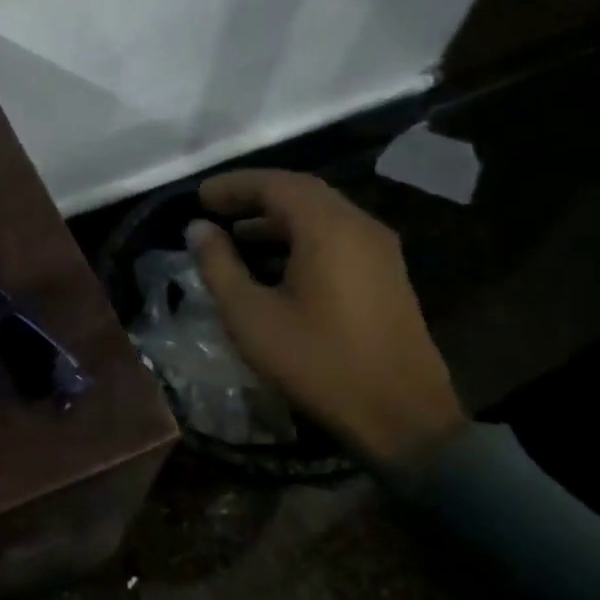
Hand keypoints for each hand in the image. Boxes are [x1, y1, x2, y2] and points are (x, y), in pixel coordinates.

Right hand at [184, 170, 466, 469]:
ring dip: (277, 217)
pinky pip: (337, 236)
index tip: (199, 196)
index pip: (275, 184)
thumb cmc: (316, 361)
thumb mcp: (250, 315)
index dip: (233, 185)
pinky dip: (300, 236)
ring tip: (236, 235)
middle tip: (215, 208)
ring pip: (322, 214)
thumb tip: (198, 229)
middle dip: (255, 196)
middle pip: (302, 192)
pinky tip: (275, 262)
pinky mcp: (387, 273)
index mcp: (327, 228)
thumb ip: (219, 265)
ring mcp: (380, 249)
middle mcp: (359, 226)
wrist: (400, 415)